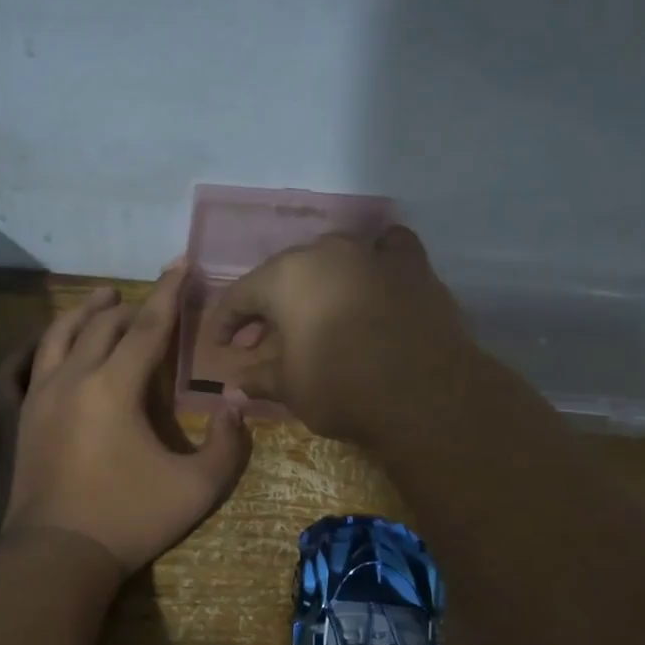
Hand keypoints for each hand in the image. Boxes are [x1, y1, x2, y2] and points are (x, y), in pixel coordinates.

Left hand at [0, 267, 249, 574]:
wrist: (59, 556)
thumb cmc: (131, 519)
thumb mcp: (198, 488)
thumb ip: (227, 444)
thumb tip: (234, 405)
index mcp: (114, 387)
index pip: (147, 327)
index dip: (168, 294)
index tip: (180, 264)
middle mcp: (72, 379)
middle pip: (102, 326)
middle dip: (129, 306)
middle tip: (149, 301)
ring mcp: (38, 397)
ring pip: (57, 337)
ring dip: (82, 313)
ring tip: (99, 299)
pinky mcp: (18, 419)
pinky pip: (17, 370)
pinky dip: (31, 348)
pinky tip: (41, 344)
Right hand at [211, 227, 473, 442]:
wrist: (425, 394)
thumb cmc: (342, 388)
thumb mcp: (290, 389)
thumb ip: (258, 379)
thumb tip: (232, 387)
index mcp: (285, 277)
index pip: (241, 296)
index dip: (225, 323)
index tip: (219, 347)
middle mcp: (326, 252)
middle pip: (284, 275)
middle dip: (269, 307)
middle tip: (262, 340)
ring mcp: (372, 253)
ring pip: (333, 259)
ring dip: (317, 284)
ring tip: (315, 315)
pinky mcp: (413, 266)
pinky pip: (386, 250)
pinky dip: (374, 261)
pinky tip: (373, 277)